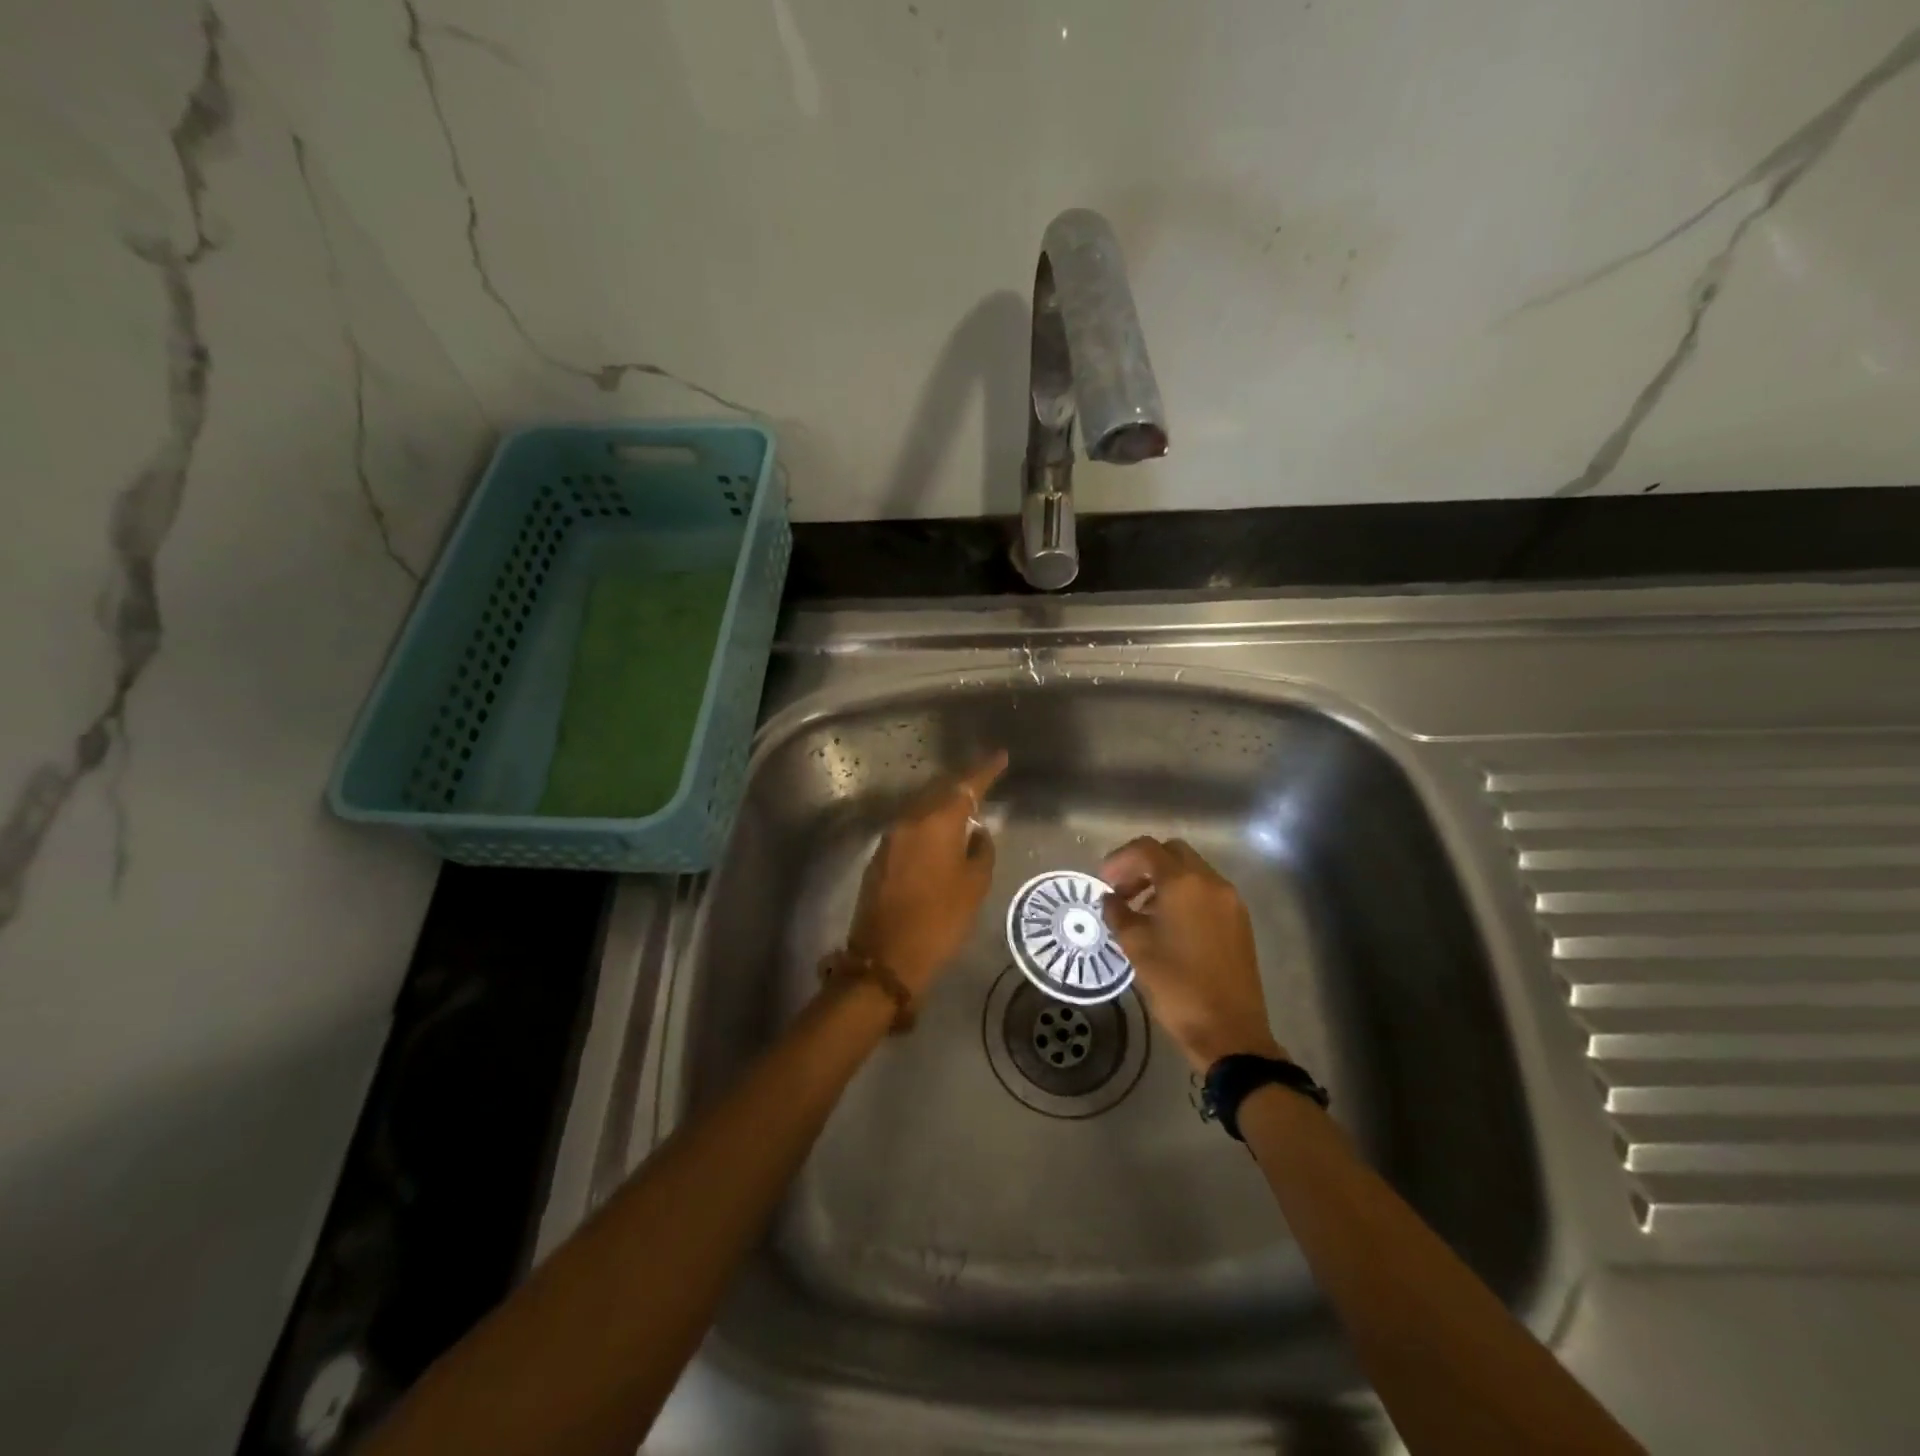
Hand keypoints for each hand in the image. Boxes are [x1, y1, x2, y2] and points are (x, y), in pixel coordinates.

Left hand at [845, 751, 1007, 996]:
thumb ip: (980, 850)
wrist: (886, 957)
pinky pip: (909, 827)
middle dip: (961, 785)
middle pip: (938, 790)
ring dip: (942, 804)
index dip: (985, 770)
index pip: (965, 786)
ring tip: (964, 808)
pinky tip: (939, 836)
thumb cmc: (940, 921)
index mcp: (937, 823)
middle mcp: (910, 821)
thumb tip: (976, 832)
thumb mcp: (974, 887)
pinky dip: (927, 824)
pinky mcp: (880, 856)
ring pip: (921, 808)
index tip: (1001, 756)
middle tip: (983, 782)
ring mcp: (890, 838)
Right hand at [1100, 837, 1284, 1071]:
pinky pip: (1206, 892)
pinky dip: (1184, 895)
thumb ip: (1118, 913)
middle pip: (1172, 853)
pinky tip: (1168, 925)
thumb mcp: (1136, 947)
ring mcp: (1230, 900)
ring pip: (1192, 872)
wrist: (1229, 1031)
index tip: (1103, 881)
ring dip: (1163, 881)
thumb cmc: (1176, 985)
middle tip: (1122, 891)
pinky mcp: (1239, 921)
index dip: (1120, 859)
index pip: (1147, 849)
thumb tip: (1110, 899)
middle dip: (1143, 865)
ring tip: (1141, 911)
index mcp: (1183, 883)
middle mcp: (1211, 882)